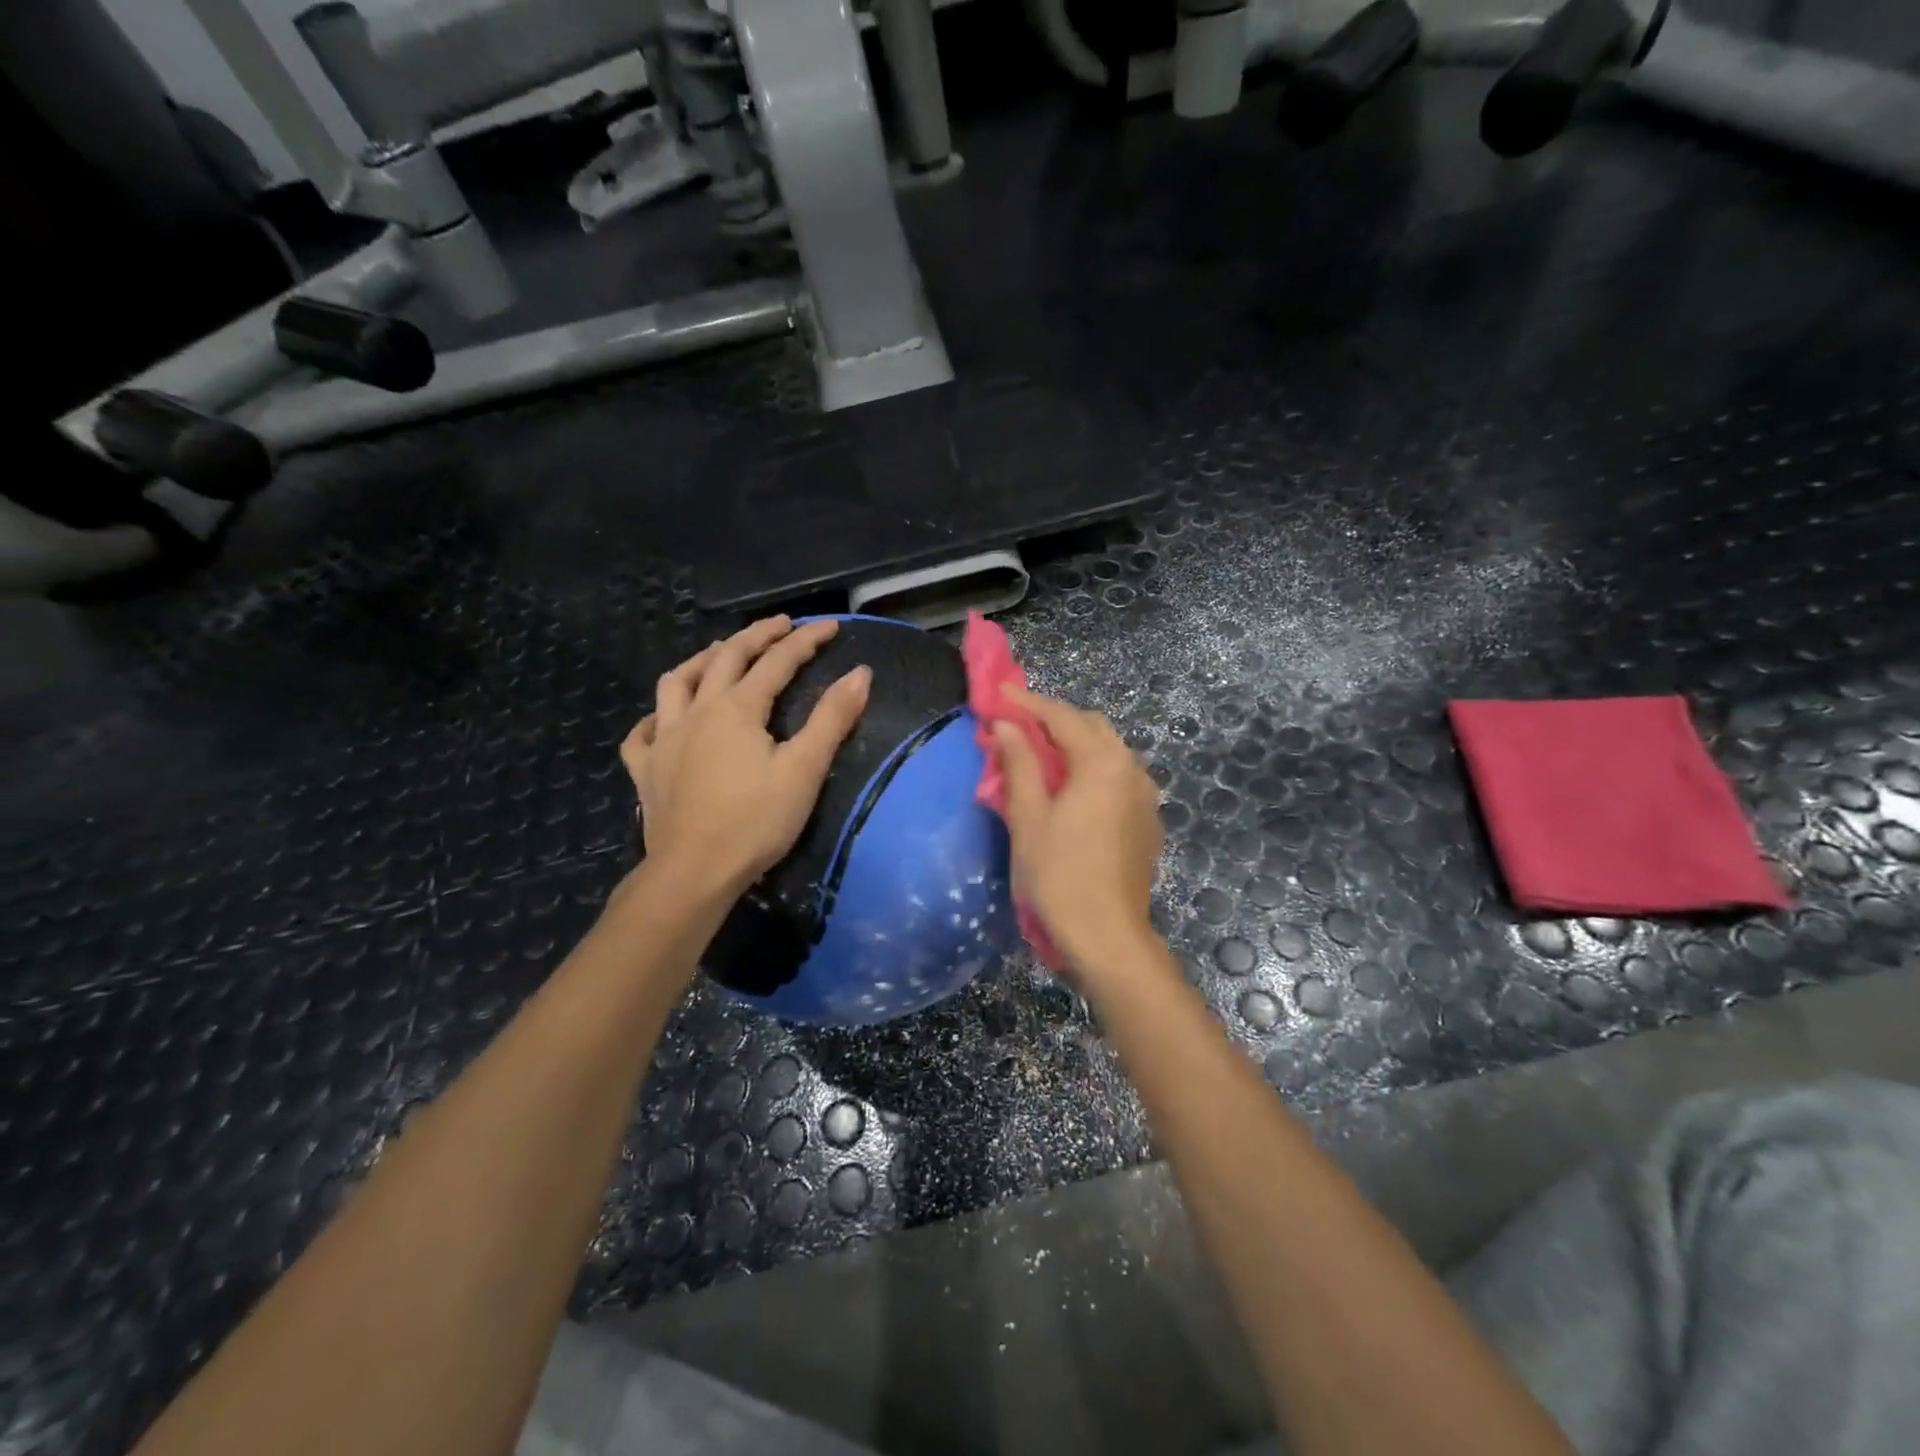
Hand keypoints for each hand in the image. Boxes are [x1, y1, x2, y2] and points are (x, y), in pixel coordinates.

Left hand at [621, 616, 870, 896]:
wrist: (694, 873)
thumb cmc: (755, 821)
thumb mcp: (805, 769)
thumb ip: (832, 718)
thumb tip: (860, 673)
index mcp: (737, 708)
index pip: (777, 662)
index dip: (806, 641)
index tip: (831, 626)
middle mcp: (696, 711)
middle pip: (725, 658)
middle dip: (756, 636)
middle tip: (781, 626)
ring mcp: (664, 739)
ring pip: (676, 682)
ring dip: (701, 660)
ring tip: (719, 653)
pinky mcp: (645, 770)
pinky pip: (641, 733)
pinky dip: (654, 717)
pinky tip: (662, 719)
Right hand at [992, 686, 1164, 978]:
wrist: (1108, 936)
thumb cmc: (1059, 876)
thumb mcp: (1029, 818)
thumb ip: (1020, 764)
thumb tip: (1007, 725)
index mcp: (1102, 763)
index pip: (1061, 717)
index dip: (1027, 703)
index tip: (999, 694)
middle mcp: (1131, 768)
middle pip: (1090, 727)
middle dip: (1053, 720)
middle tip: (1017, 726)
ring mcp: (1146, 794)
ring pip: (1108, 751)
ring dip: (1075, 744)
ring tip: (1040, 756)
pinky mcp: (1148, 818)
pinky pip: (1118, 776)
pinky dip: (1092, 769)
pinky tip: (1071, 789)